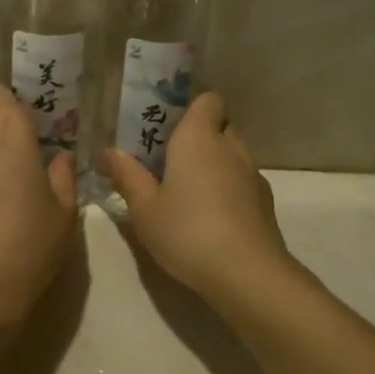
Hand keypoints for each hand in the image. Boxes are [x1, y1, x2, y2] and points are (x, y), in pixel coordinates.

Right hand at [102, 93, 294, 304]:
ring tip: (187, 197)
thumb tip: (109, 152)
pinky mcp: (265, 202)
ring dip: (213, 167)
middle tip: (168, 165)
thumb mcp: (144, 208)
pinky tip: (211, 220)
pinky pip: (242, 183)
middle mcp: (231, 146)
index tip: (168, 131)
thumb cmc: (187, 232)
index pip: (208, 100)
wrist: (247, 273)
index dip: (191, 110)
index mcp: (199, 137)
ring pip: (231, 156)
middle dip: (198, 140)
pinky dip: (228, 191)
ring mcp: (253, 174)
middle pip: (218, 127)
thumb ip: (127, 176)